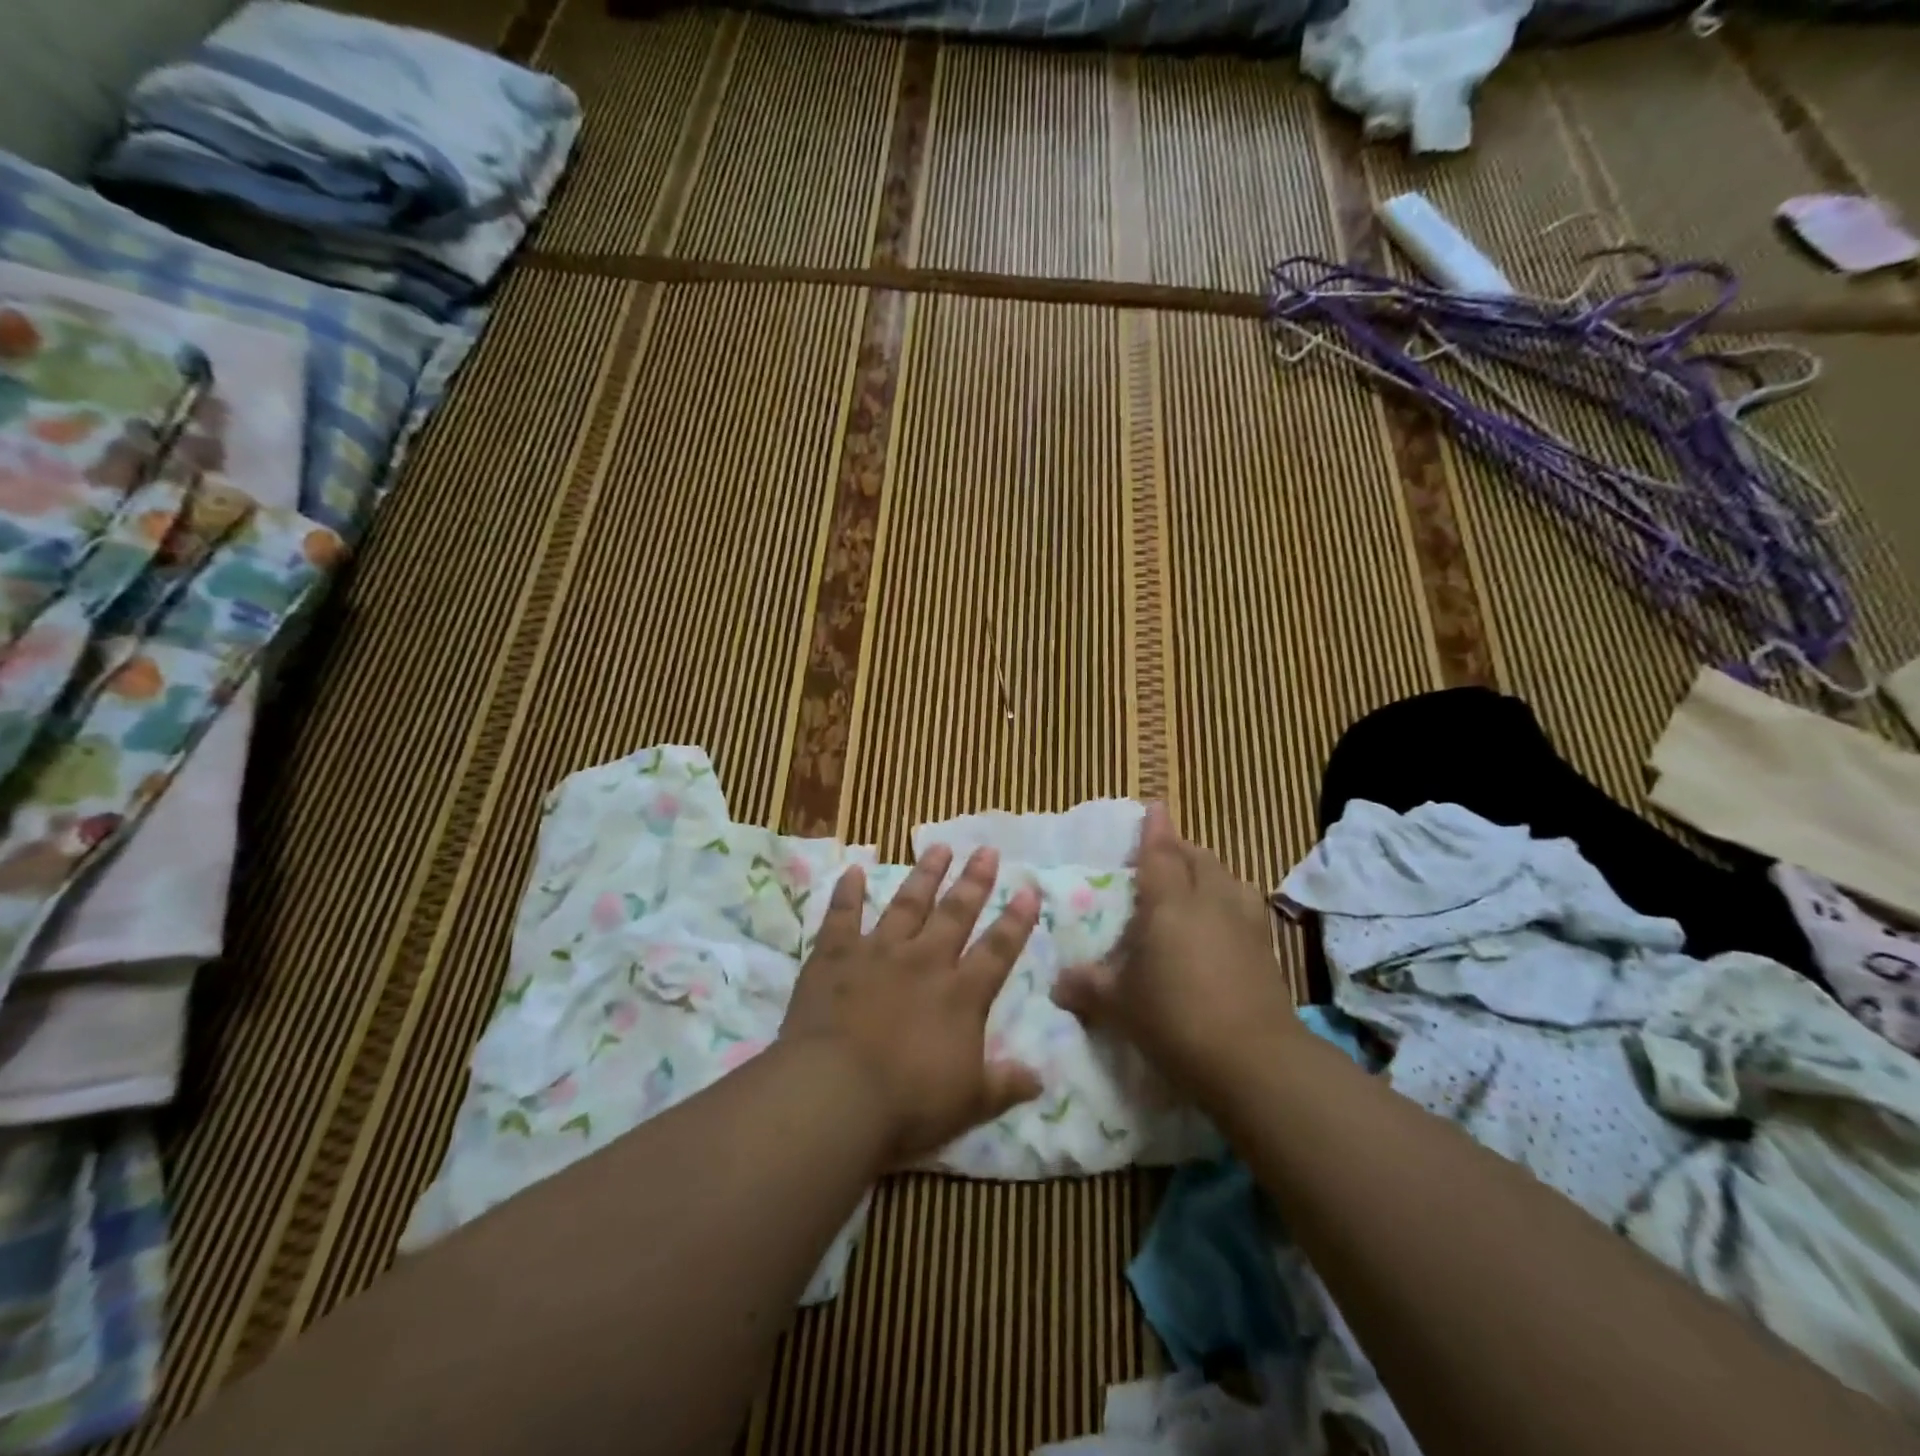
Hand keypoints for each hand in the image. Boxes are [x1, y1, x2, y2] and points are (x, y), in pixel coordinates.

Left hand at [780, 845, 1043, 1165]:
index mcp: (960, 995)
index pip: (997, 950)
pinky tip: (853, 868)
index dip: (1015, 921)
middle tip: (986, 850)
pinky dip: (847, 892)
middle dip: (974, 881)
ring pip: (907, 904)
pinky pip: (842, 915)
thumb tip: (1041, 1080)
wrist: (835, 1094)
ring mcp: (878, 953)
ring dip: (924, 875)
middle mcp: (924, 962)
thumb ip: (1004, 1085)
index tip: (1028, 890)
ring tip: (938, 847)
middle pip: (955, 913)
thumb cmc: (908, 1104)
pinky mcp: (835, 956)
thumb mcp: (968, 1103)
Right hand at [1052, 804, 1294, 1106]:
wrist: (1253, 1059)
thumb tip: (1058, 984)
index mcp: (1169, 902)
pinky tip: (1222, 923)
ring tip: (1196, 883)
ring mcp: (1244, 923)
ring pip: (1228, 879)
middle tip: (1164, 852)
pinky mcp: (1265, 949)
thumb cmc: (1175, 1018)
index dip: (1155, 828)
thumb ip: (1087, 987)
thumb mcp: (1119, 1005)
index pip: (1161, 853)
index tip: (1154, 806)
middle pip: (1199, 858)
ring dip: (1210, 872)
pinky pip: (1245, 907)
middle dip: (1182, 848)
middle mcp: (1210, 901)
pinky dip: (1230, 901)